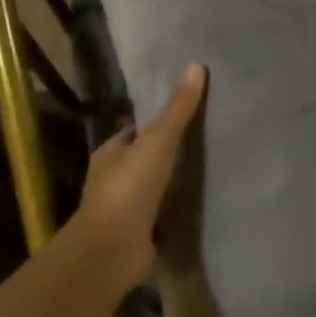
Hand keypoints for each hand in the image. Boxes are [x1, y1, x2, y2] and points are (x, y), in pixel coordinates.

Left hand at [76, 64, 206, 286]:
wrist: (112, 250)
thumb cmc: (129, 188)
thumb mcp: (158, 141)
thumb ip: (178, 110)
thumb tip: (195, 66)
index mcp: (109, 154)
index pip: (132, 132)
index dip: (154, 123)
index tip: (183, 115)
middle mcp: (112, 179)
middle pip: (141, 160)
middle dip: (164, 153)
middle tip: (202, 141)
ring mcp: (123, 210)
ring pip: (150, 189)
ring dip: (170, 184)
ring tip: (205, 171)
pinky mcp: (137, 235)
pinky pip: (159, 216)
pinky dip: (173, 211)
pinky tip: (196, 205)